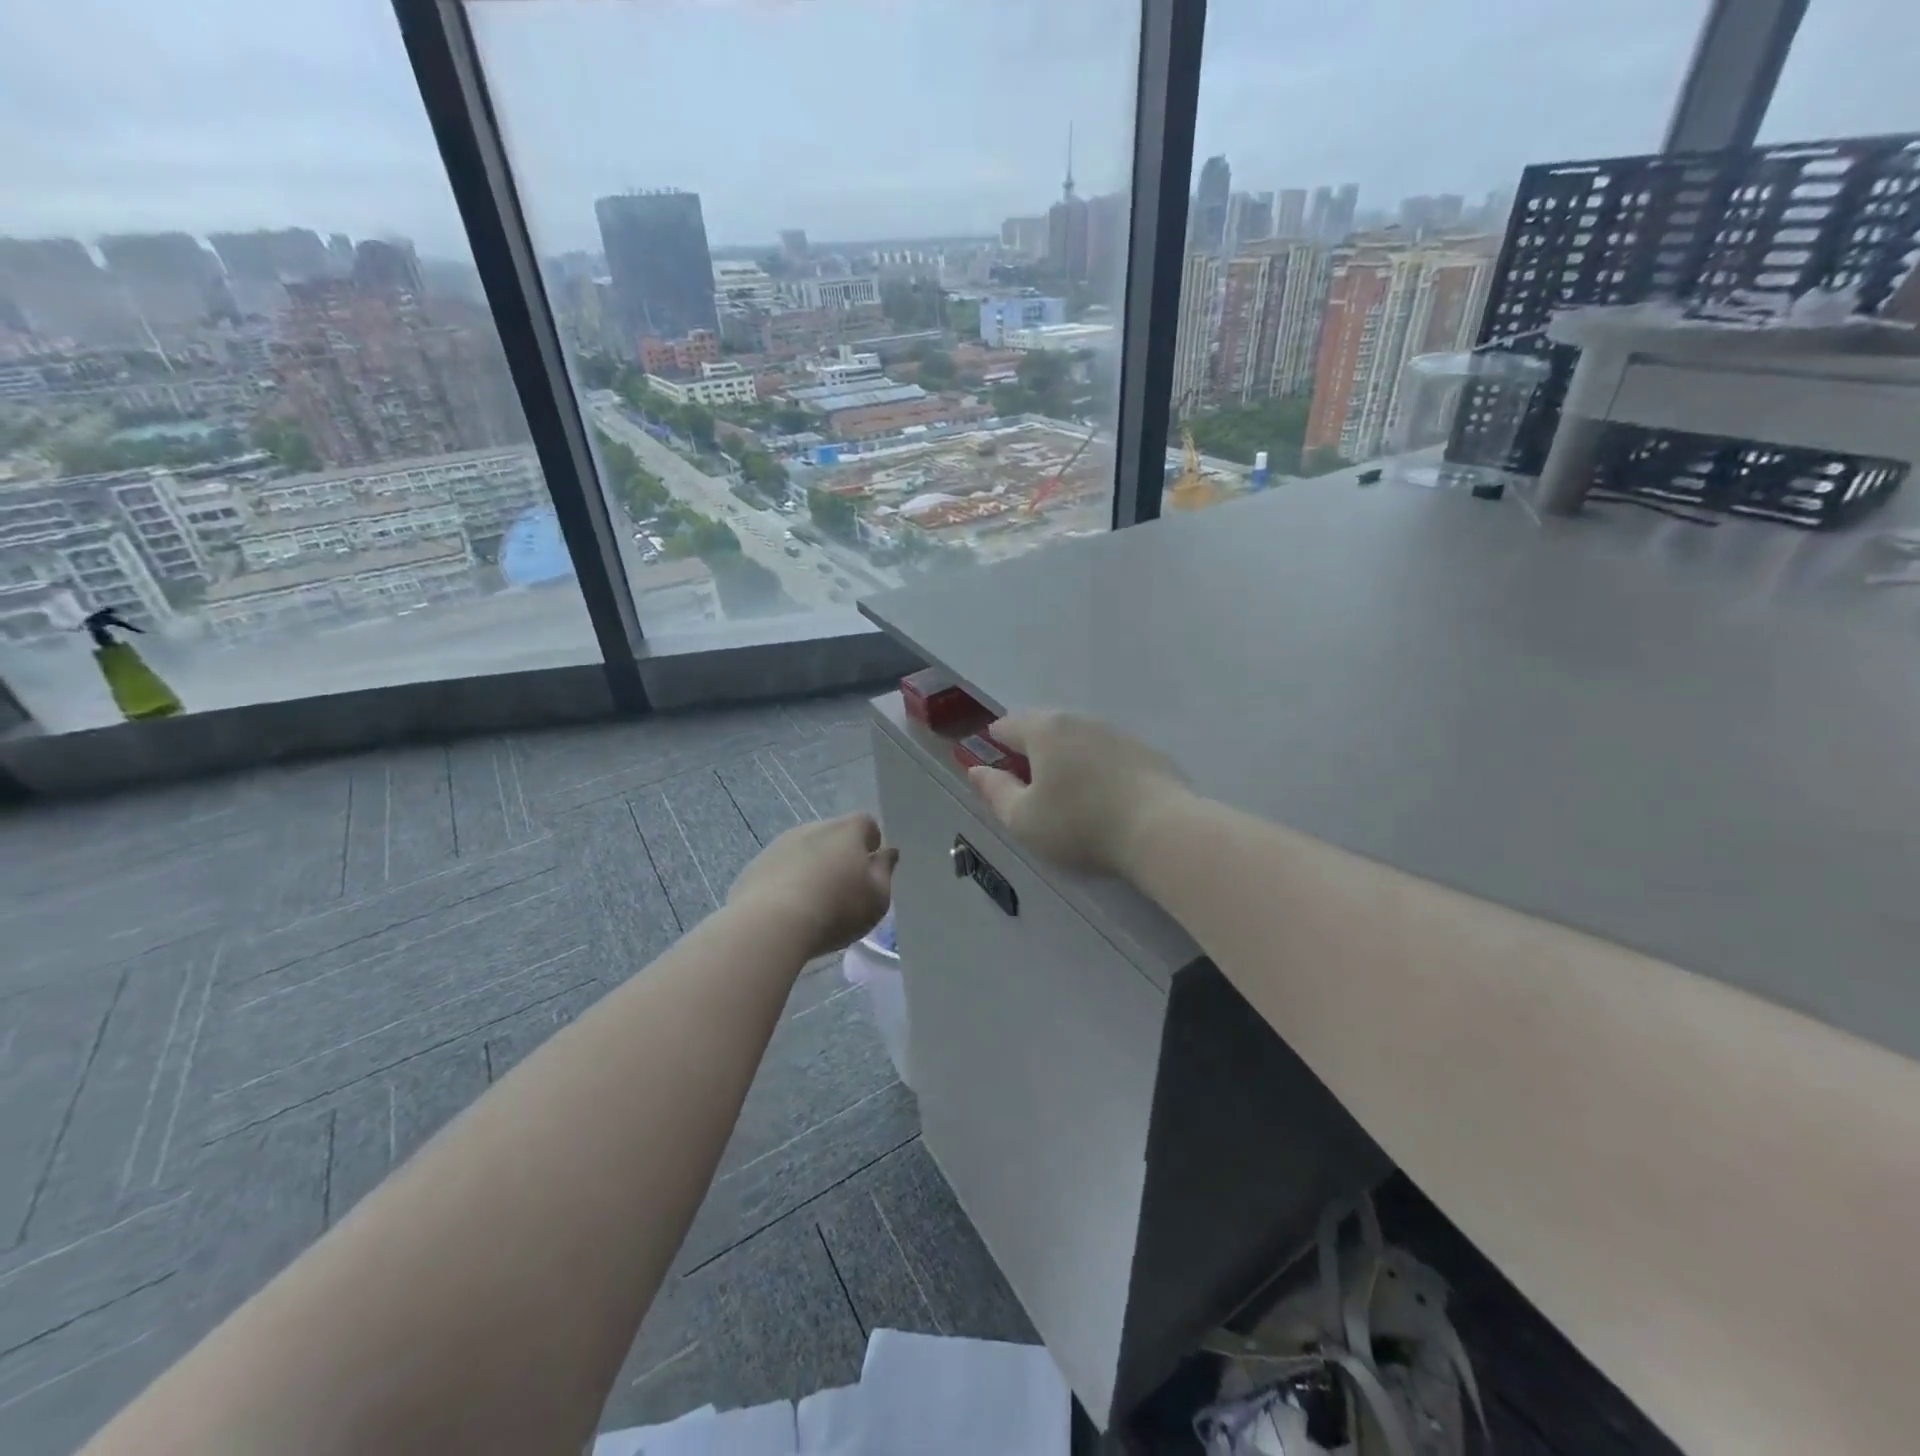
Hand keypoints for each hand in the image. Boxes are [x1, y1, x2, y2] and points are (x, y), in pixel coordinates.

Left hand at [727, 813, 898, 960]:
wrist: (771, 924)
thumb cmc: (837, 909)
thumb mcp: (877, 898)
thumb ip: (885, 871)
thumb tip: (888, 852)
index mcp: (847, 831)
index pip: (866, 823)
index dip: (871, 842)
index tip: (870, 867)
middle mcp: (813, 828)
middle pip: (833, 835)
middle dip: (840, 854)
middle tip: (844, 887)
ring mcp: (780, 844)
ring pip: (804, 850)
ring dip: (811, 866)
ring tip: (813, 901)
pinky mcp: (755, 866)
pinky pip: (779, 868)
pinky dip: (786, 881)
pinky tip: (787, 909)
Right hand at [966, 711, 1189, 878]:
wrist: (1160, 830)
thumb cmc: (1079, 825)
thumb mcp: (1023, 819)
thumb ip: (995, 792)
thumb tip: (976, 770)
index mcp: (1044, 730)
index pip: (1007, 725)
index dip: (994, 745)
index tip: (995, 770)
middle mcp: (1079, 721)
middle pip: (1044, 726)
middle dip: (1031, 748)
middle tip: (1029, 784)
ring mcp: (1116, 732)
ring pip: (1078, 737)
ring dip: (1066, 756)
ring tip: (1066, 791)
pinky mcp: (1146, 751)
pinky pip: (1108, 752)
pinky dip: (1097, 766)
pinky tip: (1103, 794)